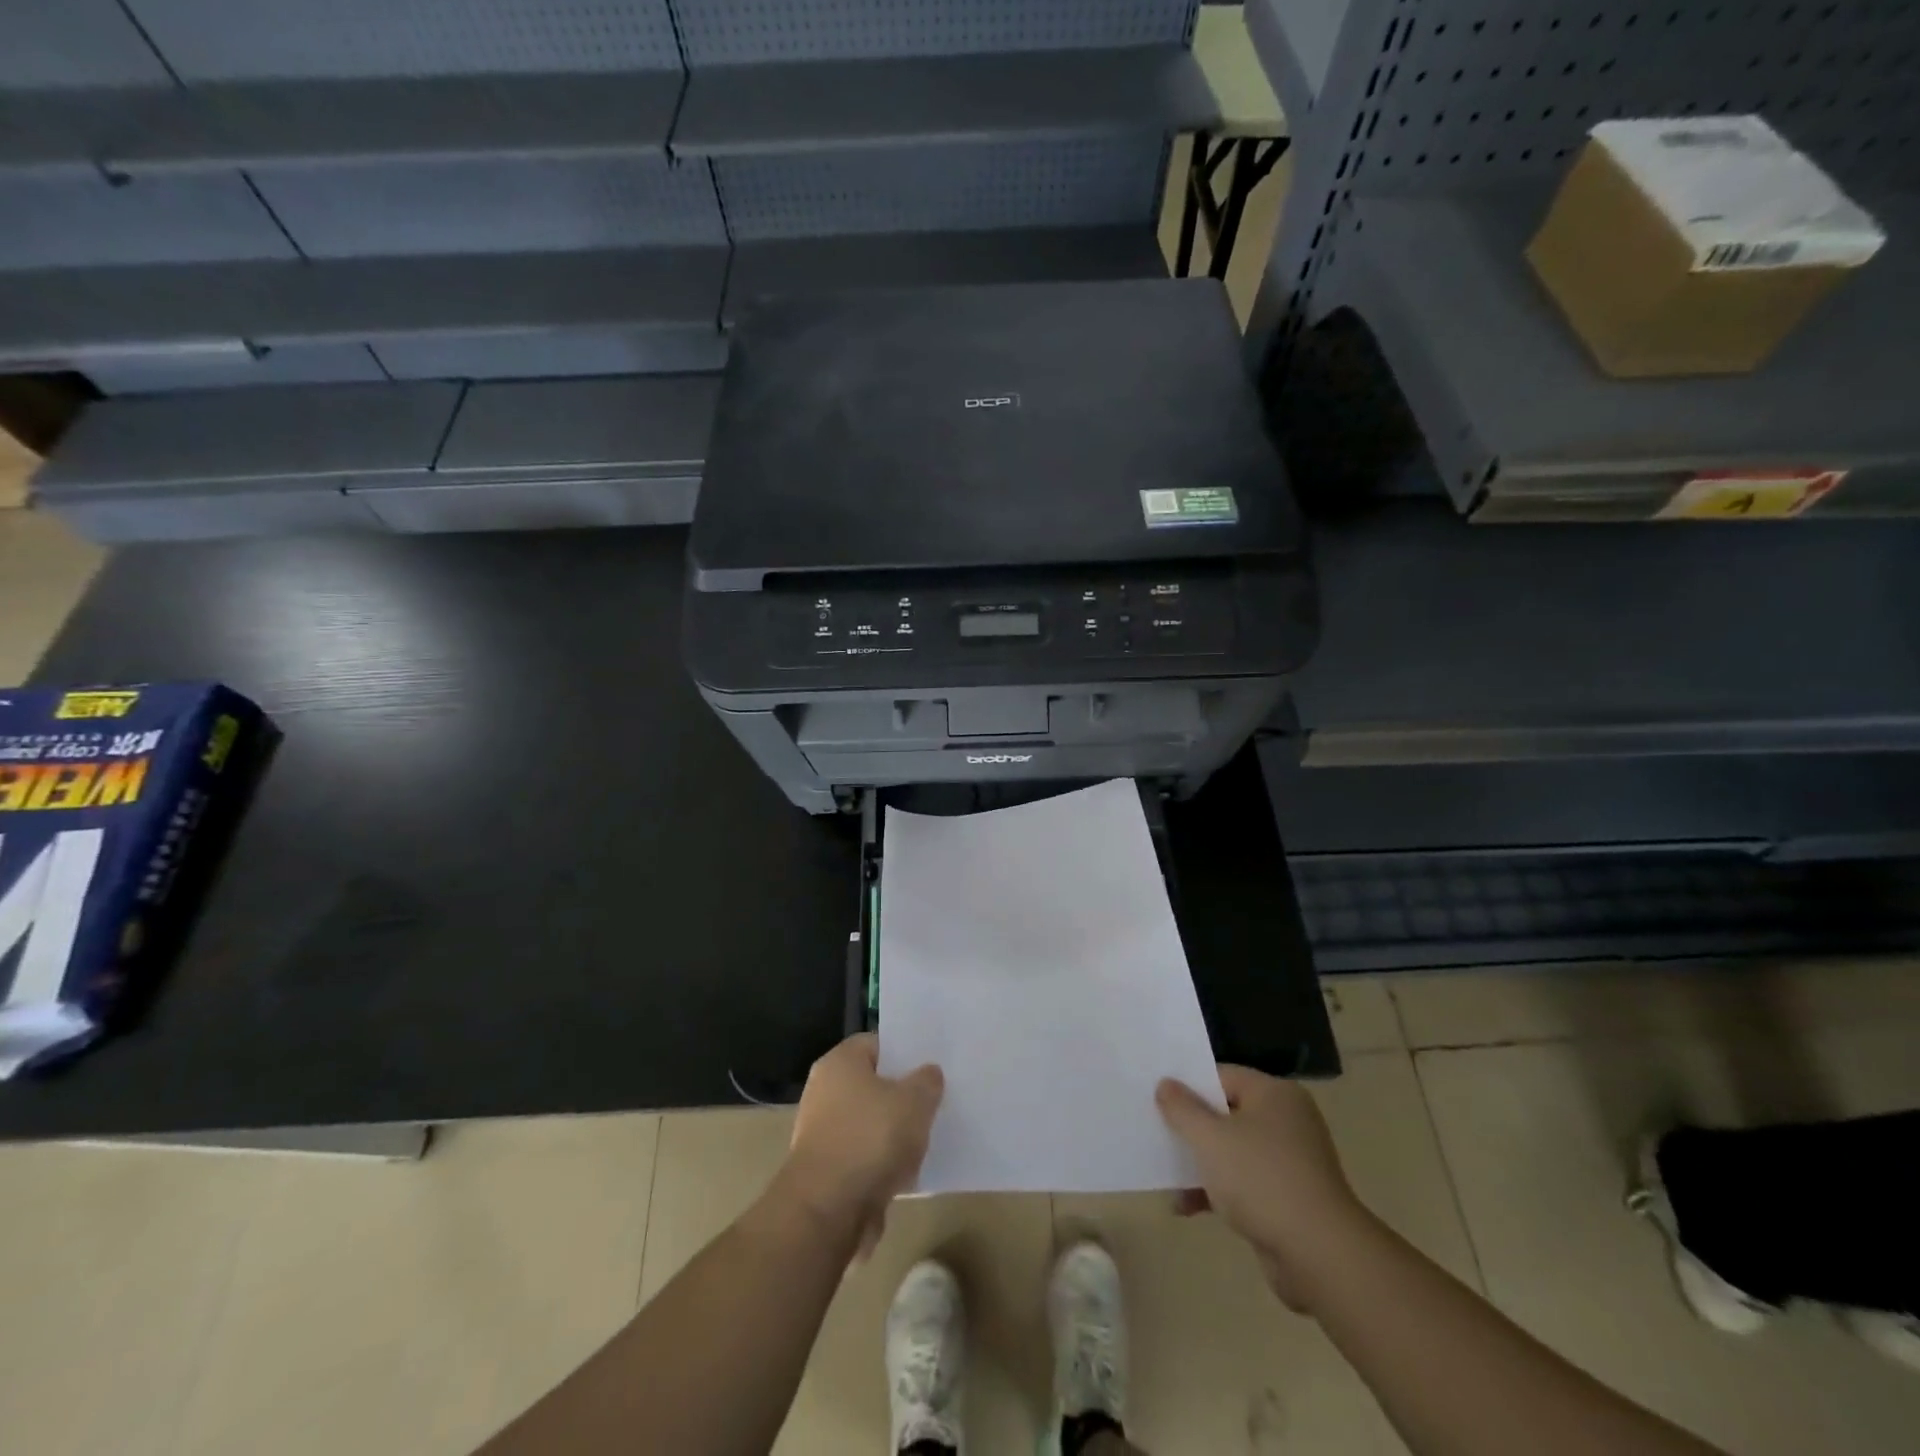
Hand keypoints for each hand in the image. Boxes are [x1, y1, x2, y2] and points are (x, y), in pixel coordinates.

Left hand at [778, 1033, 943, 1257]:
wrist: (827, 1212)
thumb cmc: (871, 1139)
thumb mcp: (915, 1101)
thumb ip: (927, 1081)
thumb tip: (928, 1073)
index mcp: (840, 1063)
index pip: (876, 1044)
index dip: (905, 1052)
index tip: (931, 1065)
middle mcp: (824, 1092)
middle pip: (872, 1084)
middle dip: (902, 1095)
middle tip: (934, 1101)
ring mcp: (823, 1133)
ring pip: (869, 1123)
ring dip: (894, 1133)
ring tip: (927, 1138)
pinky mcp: (826, 1172)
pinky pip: (864, 1157)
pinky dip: (883, 1163)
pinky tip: (909, 1172)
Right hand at [1157, 1065, 1368, 1311]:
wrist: (1319, 1256)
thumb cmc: (1261, 1179)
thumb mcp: (1209, 1138)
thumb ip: (1182, 1108)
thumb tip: (1165, 1084)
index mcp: (1274, 1095)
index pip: (1222, 1076)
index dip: (1188, 1085)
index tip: (1158, 1098)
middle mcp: (1287, 1121)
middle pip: (1226, 1113)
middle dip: (1192, 1128)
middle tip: (1157, 1132)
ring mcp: (1290, 1162)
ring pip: (1233, 1151)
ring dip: (1201, 1164)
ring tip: (1165, 1175)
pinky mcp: (1289, 1199)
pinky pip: (1245, 1184)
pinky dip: (1218, 1192)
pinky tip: (1186, 1207)